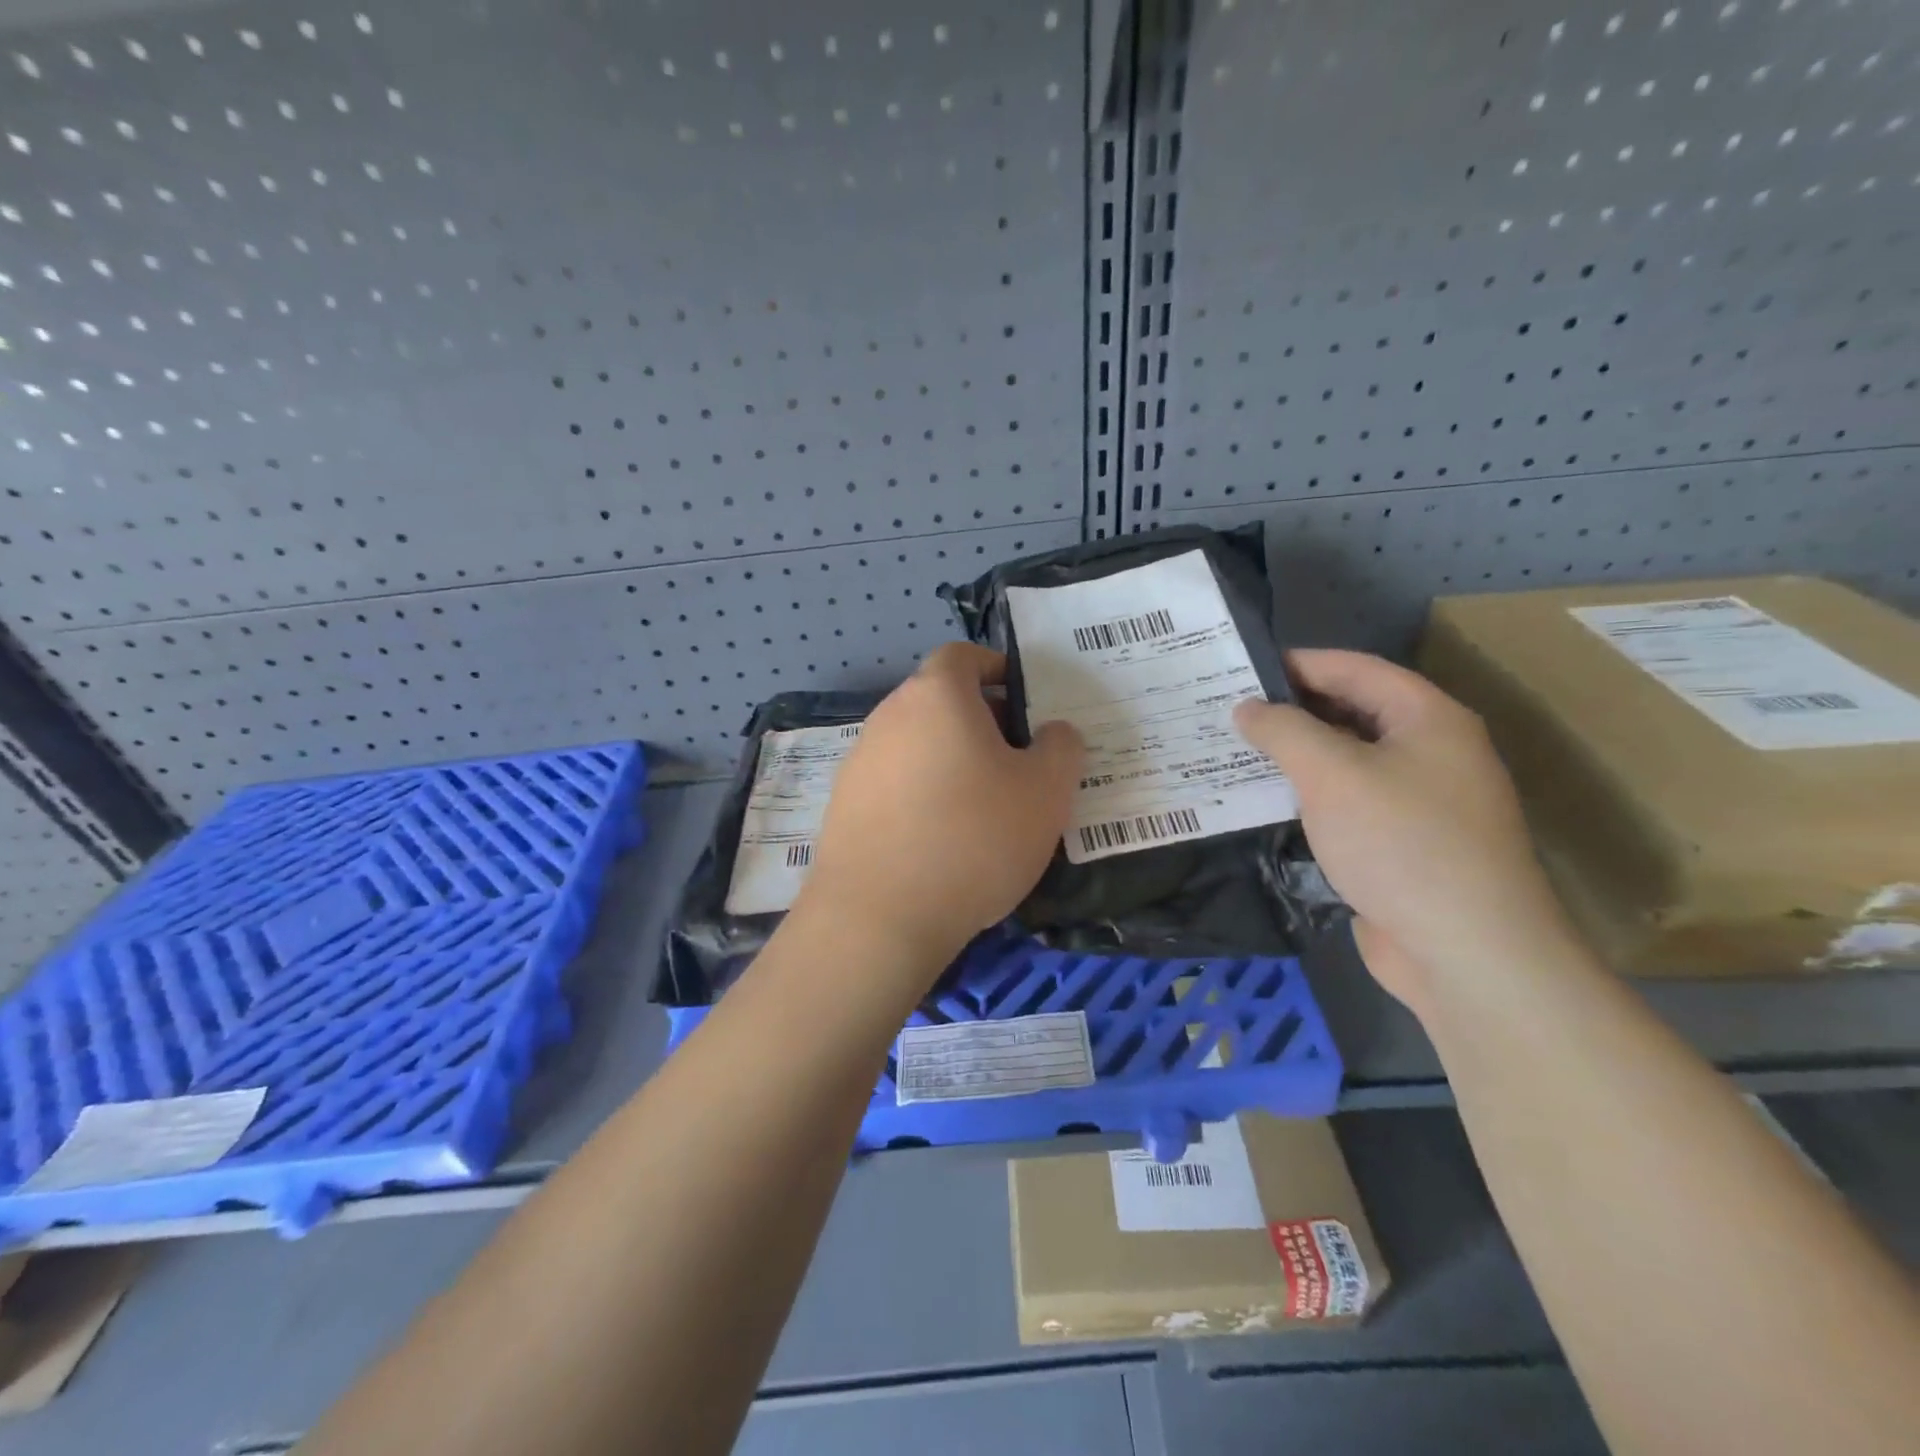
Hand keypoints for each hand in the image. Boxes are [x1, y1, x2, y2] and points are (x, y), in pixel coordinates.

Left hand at [796, 643, 1084, 981]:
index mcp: (936, 696)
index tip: (1024, 700)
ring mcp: (859, 761)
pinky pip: (895, 783)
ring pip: (918, 744)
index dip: (996, 668)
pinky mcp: (844, 805)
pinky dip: (922, 794)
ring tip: (985, 806)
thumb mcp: (1046, 792)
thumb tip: (1053, 732)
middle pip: (940, 701)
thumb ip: (1061, 748)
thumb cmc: (974, 838)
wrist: (879, 917)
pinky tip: (943, 839)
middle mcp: (889, 716)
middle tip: (1018, 761)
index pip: (963, 655)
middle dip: (982, 721)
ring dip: (951, 760)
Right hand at [1233, 650, 1569, 1009]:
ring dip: (1297, 756)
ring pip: (1348, 762)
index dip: (1299, 663)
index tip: (1242, 669)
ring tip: (1237, 753)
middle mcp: (1431, 752)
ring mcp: (1420, 802)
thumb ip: (1283, 731)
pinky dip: (1310, 796)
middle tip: (1230, 712)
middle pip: (1353, 713)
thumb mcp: (1331, 773)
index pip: (1356, 670)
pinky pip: (1348, 804)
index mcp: (1428, 719)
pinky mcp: (1403, 845)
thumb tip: (1247, 708)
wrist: (1466, 952)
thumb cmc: (1401, 843)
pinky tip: (1268, 803)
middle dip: (1292, 710)